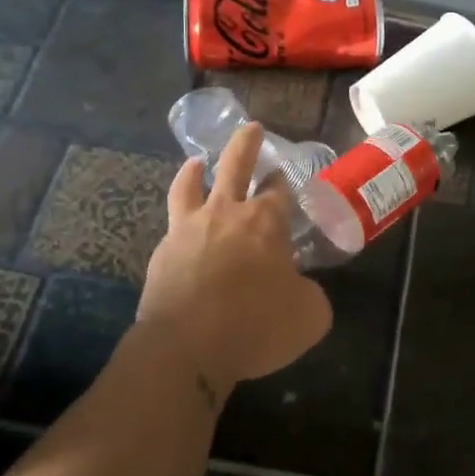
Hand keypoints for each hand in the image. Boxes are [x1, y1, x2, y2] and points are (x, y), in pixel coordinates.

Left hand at [137, 122, 333, 397]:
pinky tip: (181, 223)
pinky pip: (172, 221)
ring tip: (197, 162)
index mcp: (266, 222)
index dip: (284, 183)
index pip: (279, 190)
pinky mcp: (163, 252)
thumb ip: (311, 294)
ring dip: (197, 169)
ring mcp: (189, 229)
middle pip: (236, 166)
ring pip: (191, 185)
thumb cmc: (255, 325)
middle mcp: (227, 214)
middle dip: (246, 144)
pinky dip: (179, 213)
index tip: (286, 178)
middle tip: (252, 128)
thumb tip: (303, 289)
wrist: (186, 347)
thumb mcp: (309, 316)